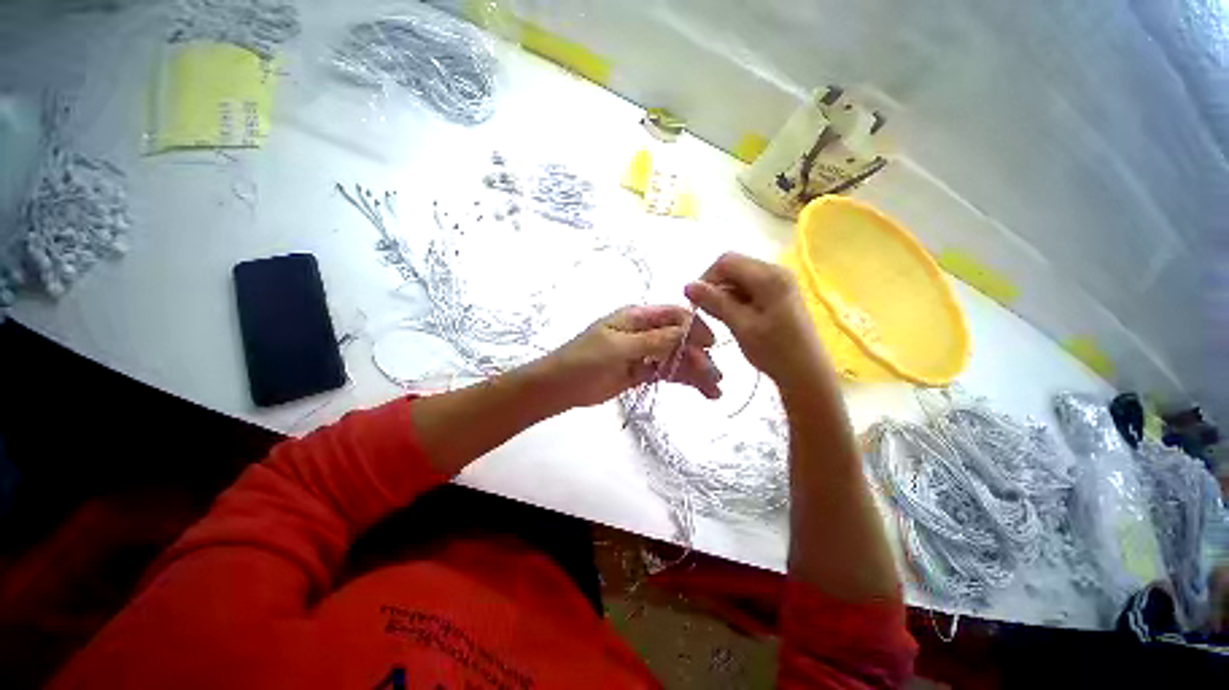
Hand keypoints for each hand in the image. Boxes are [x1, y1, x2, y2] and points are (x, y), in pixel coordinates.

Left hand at [536, 305, 721, 408]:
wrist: (560, 386)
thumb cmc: (584, 360)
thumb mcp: (618, 347)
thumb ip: (653, 340)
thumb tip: (687, 332)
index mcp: (637, 317)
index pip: (674, 316)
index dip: (695, 328)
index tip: (710, 346)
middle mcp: (645, 332)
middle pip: (680, 339)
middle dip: (699, 355)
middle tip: (714, 377)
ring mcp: (645, 353)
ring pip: (677, 357)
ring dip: (697, 370)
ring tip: (715, 389)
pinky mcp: (642, 372)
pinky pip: (668, 372)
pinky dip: (684, 380)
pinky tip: (703, 391)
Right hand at [684, 252, 826, 386]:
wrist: (806, 373)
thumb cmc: (774, 351)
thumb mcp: (741, 326)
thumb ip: (715, 302)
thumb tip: (687, 285)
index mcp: (769, 276)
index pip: (726, 261)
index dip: (706, 278)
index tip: (697, 302)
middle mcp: (776, 270)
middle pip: (733, 266)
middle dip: (715, 285)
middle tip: (707, 311)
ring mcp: (780, 281)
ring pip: (739, 277)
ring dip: (725, 293)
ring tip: (720, 317)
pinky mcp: (779, 292)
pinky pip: (749, 286)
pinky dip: (736, 298)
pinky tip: (735, 316)